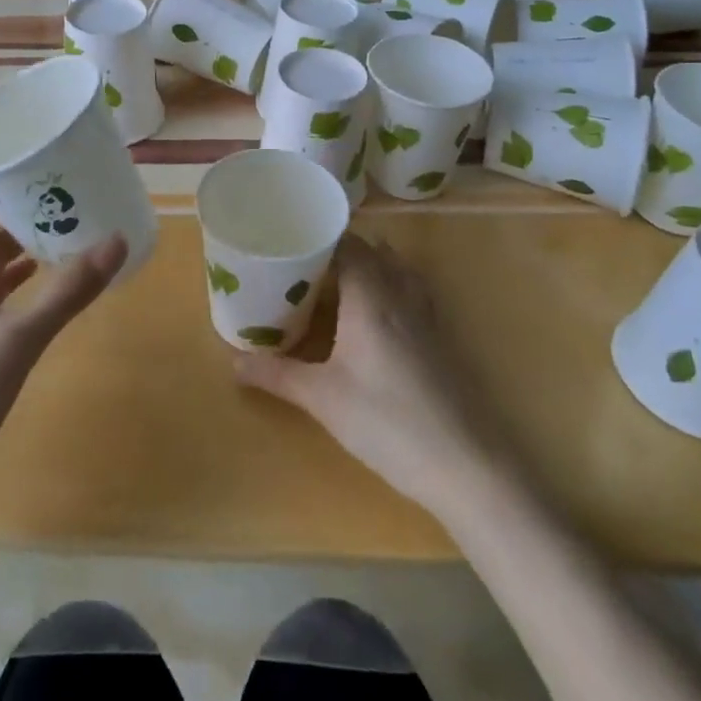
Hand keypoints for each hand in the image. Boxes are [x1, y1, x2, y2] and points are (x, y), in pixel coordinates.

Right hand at [235, 235, 509, 519]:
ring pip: (396, 269)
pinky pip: (412, 291)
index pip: (346, 243)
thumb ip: (277, 374)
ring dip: (369, 265)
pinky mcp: (442, 338)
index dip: (318, 236)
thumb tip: (233, 362)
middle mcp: (401, 293)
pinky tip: (375, 315)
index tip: (288, 240)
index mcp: (371, 295)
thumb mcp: (322, 398)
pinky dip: (390, 287)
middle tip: (301, 264)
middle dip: (337, 250)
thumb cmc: (388, 422)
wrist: (467, 464)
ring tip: (335, 281)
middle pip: (372, 251)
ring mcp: (427, 315)